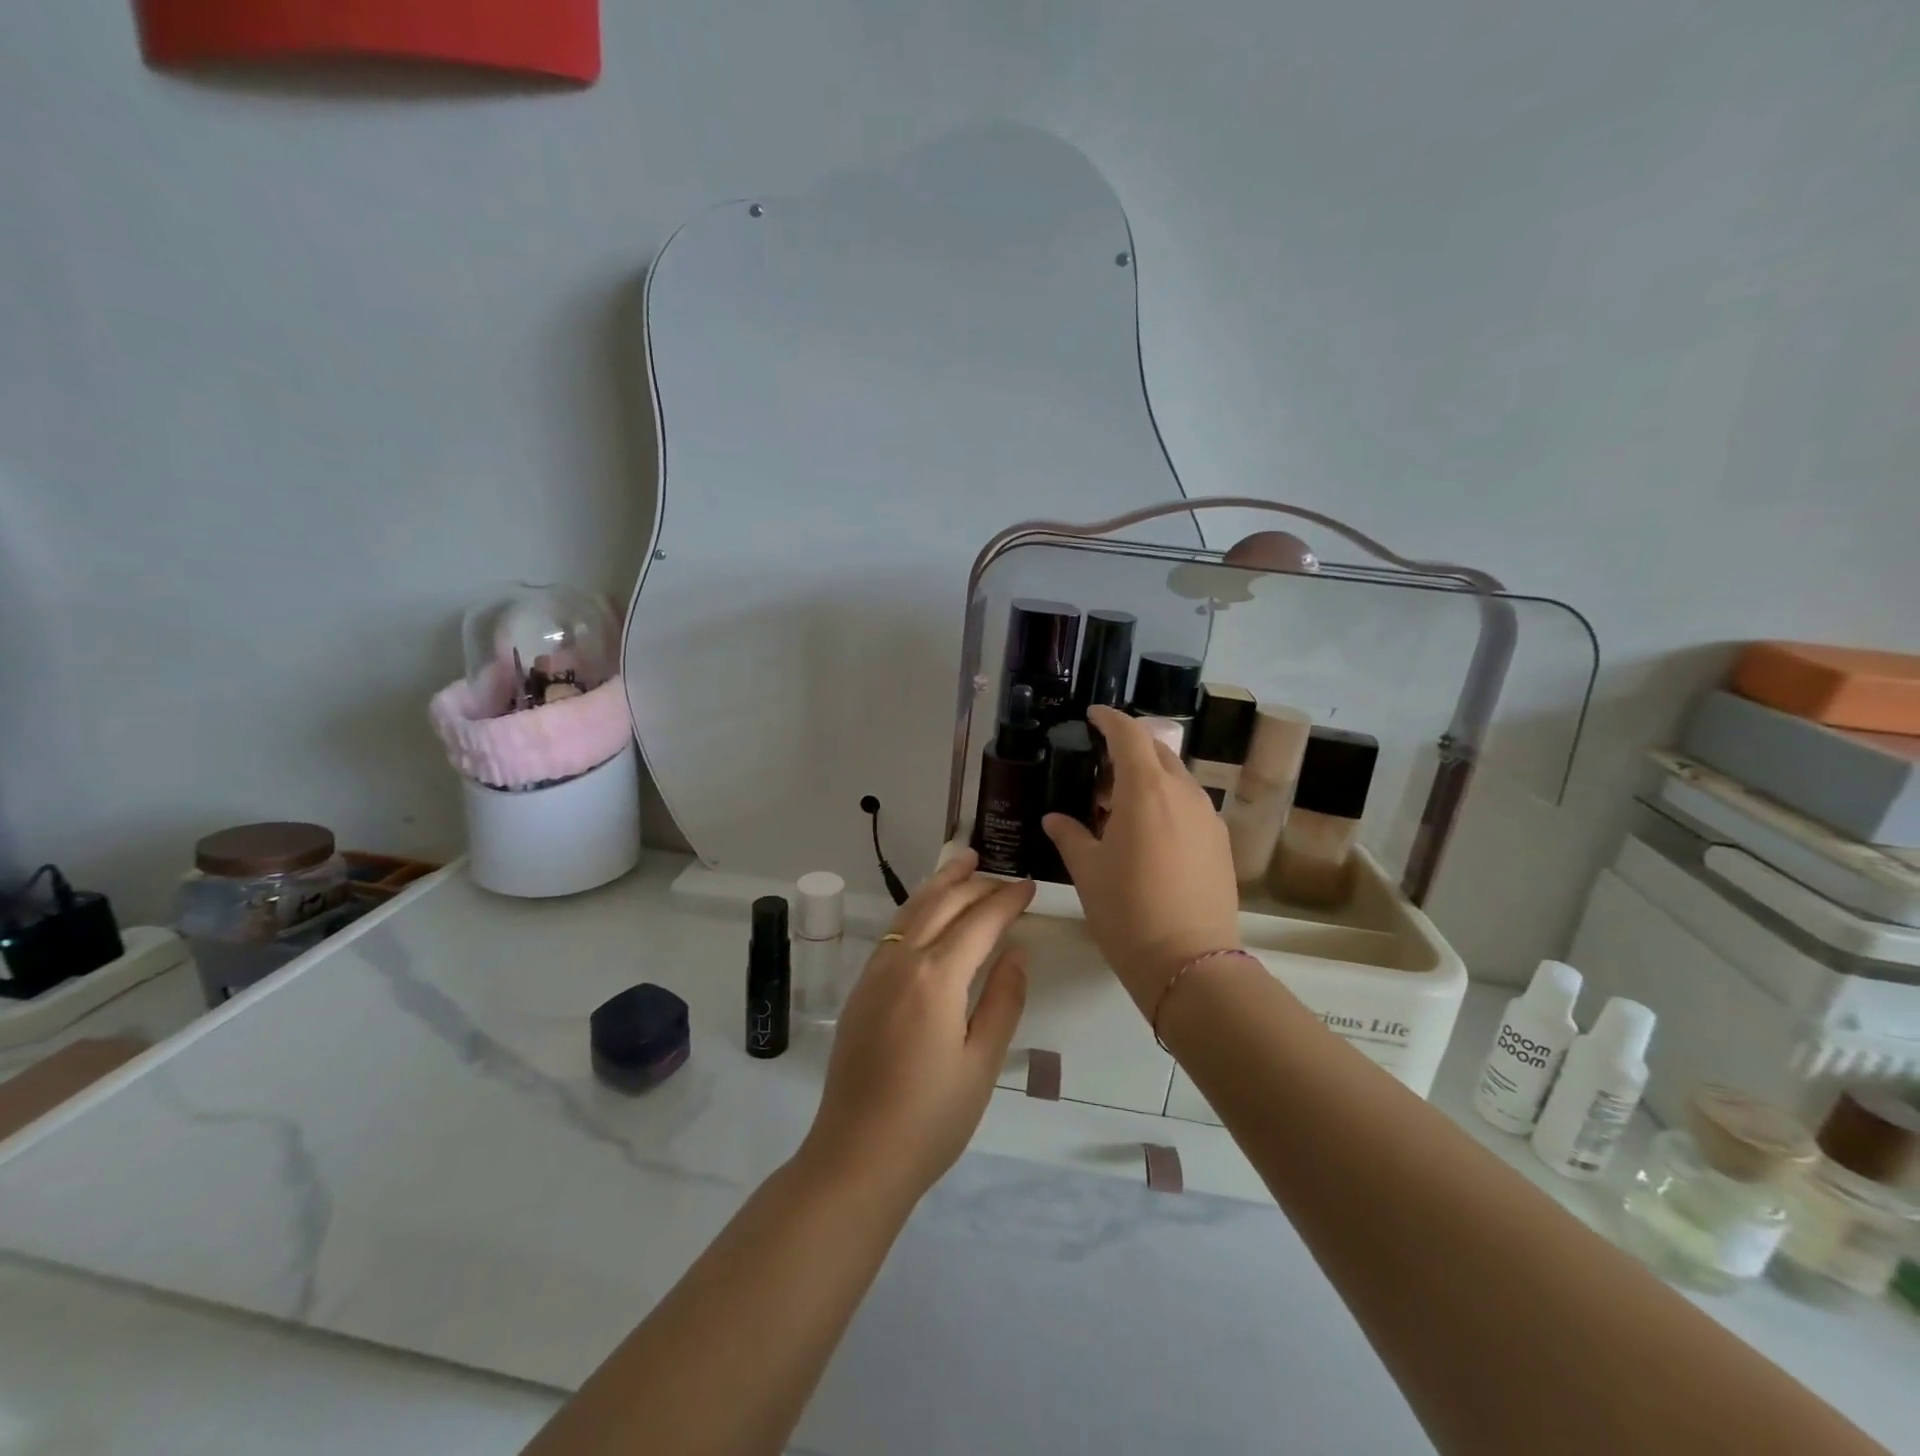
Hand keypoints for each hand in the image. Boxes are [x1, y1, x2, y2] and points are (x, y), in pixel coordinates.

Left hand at [800, 849, 1032, 1204]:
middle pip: (941, 904)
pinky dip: (917, 908)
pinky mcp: (861, 988)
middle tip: (1001, 872)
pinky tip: (927, 911)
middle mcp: (902, 961)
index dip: (1006, 900)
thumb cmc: (931, 1118)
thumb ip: (1003, 1000)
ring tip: (962, 863)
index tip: (1028, 885)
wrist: (857, 1155)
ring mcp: (875, 972)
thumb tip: (1015, 952)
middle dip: (973, 883)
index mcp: (936, 977)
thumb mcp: (982, 1063)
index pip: (979, 922)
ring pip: (911, 910)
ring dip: (940, 884)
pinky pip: (894, 930)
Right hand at [1043, 706, 1241, 1015]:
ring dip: (1150, 778)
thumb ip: (1070, 836)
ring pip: (1177, 779)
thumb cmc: (1127, 910)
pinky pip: (1191, 805)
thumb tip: (1054, 819)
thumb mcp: (1088, 871)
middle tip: (1100, 769)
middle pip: (1158, 751)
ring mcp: (1208, 817)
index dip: (1110, 719)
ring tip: (1122, 806)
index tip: (1094, 716)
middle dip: (1130, 748)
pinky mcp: (1221, 842)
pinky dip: (1168, 803)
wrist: (1189, 962)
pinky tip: (1150, 833)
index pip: (1129, 734)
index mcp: (1146, 790)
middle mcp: (1183, 792)